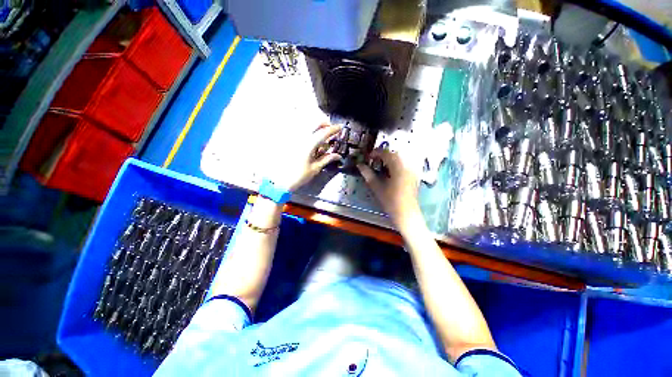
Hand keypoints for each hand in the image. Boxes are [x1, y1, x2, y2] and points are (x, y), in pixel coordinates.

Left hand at [267, 124, 341, 191]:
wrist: (280, 181)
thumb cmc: (299, 176)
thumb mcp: (315, 168)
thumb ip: (327, 159)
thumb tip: (338, 155)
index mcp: (309, 145)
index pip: (324, 132)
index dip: (333, 129)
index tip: (340, 127)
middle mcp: (300, 138)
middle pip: (314, 123)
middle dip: (325, 124)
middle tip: (330, 131)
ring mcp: (293, 138)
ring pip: (307, 125)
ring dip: (317, 127)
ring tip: (321, 137)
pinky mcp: (288, 141)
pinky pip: (300, 131)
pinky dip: (308, 132)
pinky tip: (310, 140)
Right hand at [357, 149, 422, 232]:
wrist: (406, 214)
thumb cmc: (391, 201)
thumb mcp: (377, 187)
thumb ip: (368, 174)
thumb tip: (360, 165)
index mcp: (398, 167)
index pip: (386, 154)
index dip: (376, 153)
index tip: (368, 157)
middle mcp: (407, 166)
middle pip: (394, 154)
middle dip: (383, 155)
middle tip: (373, 160)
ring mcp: (412, 170)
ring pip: (400, 158)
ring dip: (389, 159)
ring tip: (380, 165)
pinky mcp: (414, 176)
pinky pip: (404, 164)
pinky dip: (396, 164)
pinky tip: (390, 172)